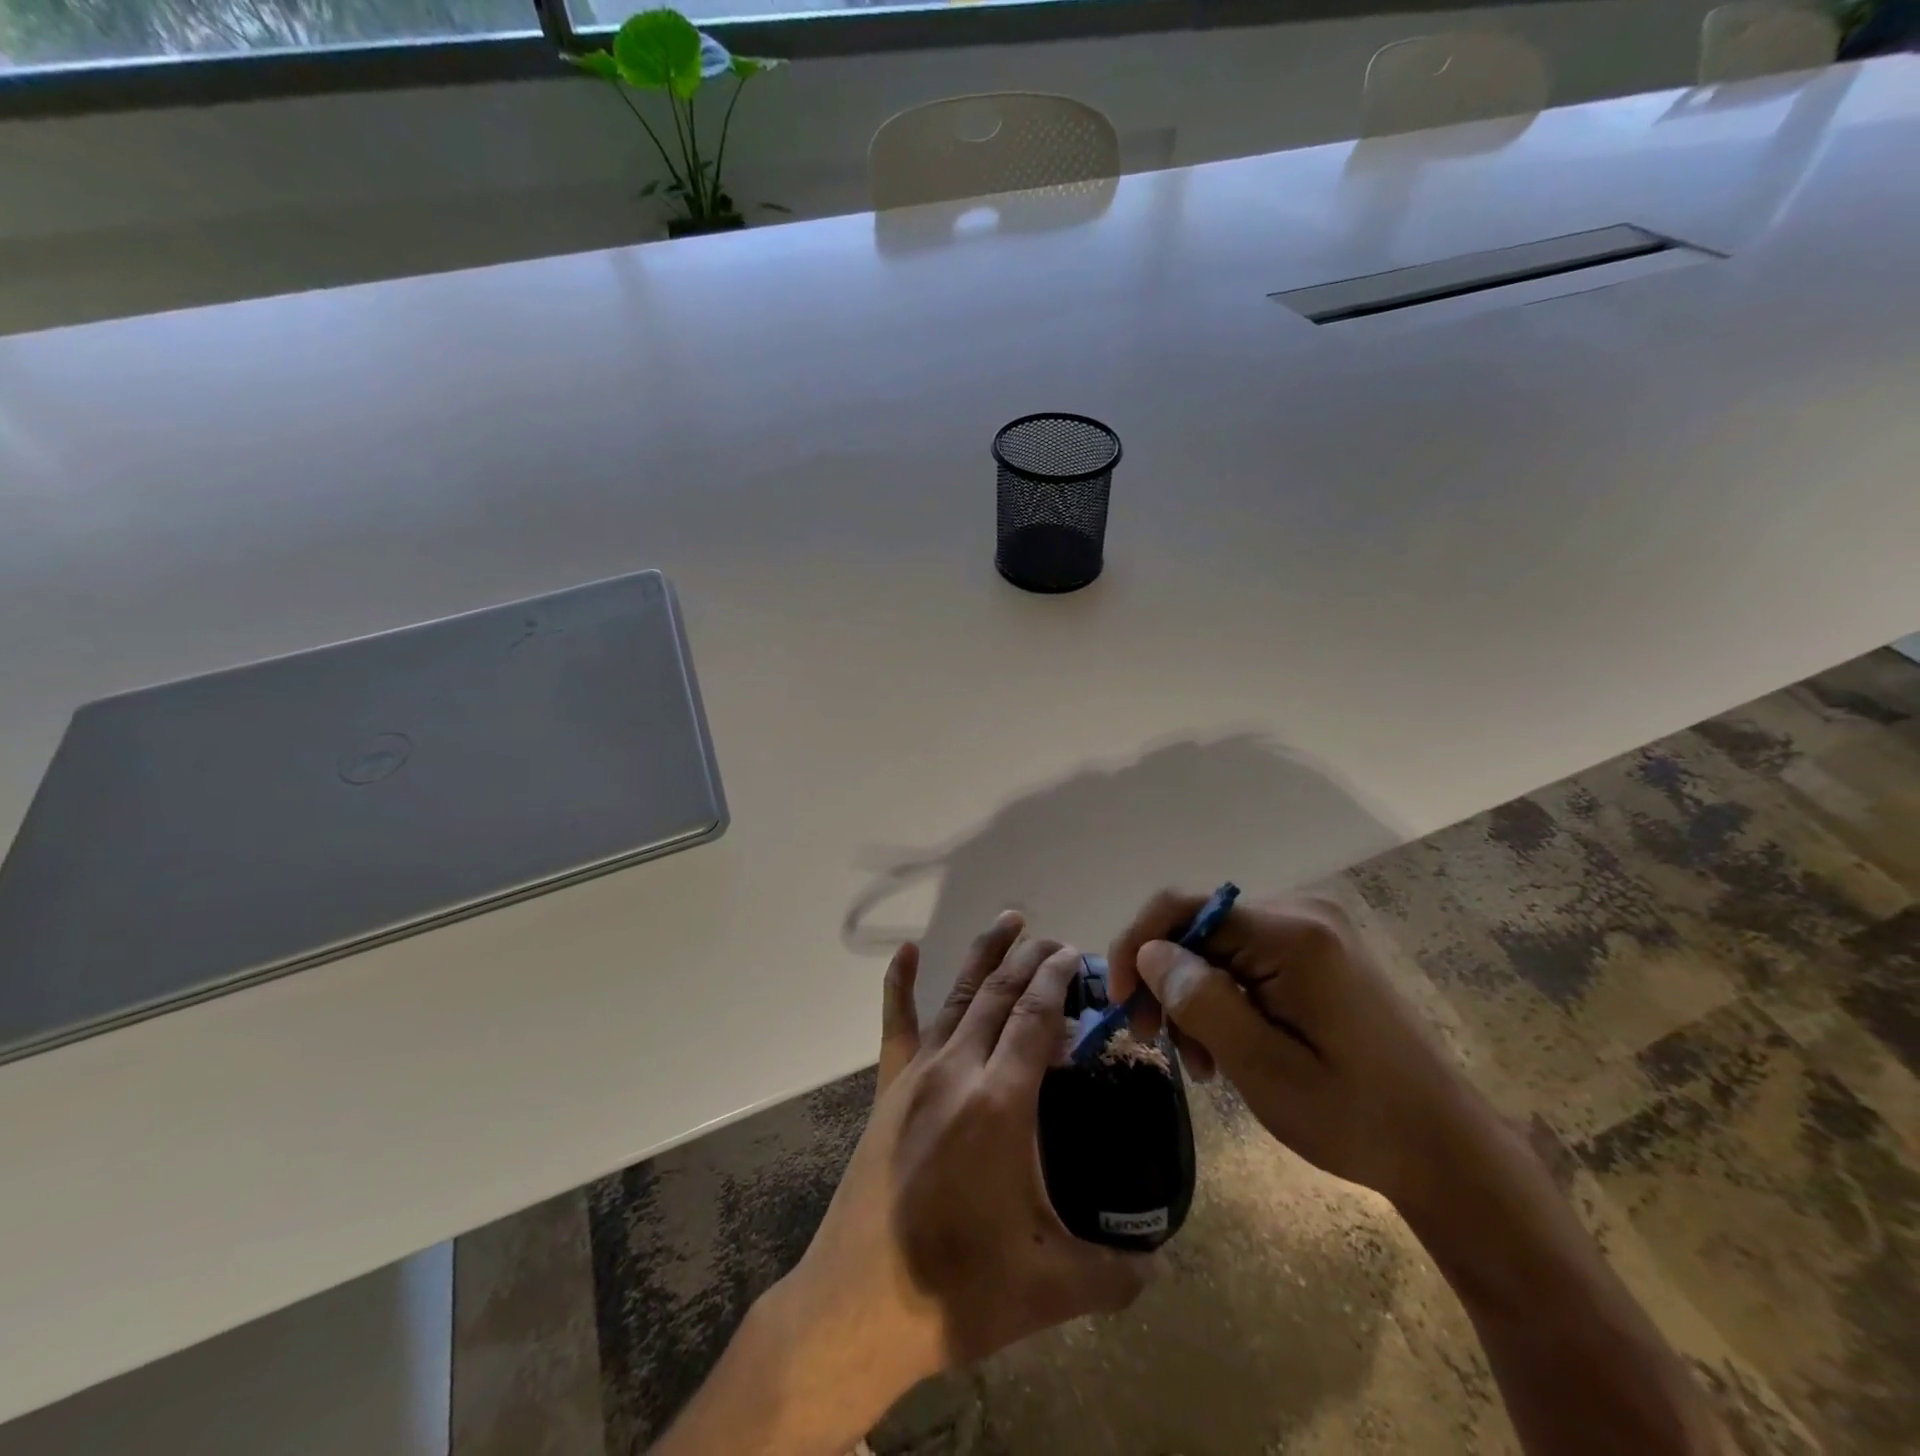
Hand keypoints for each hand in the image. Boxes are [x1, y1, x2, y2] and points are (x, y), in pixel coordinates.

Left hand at [767, 913, 1150, 1435]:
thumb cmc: (956, 1290)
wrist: (857, 1306)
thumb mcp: (1050, 1288)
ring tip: (1009, 921)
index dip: (1058, 980)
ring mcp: (918, 1074)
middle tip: (1056, 941)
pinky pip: (896, 1023)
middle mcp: (958, 1070)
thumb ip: (1115, 1274)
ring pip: (958, 995)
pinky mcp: (889, 1088)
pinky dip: (901, 982)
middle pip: (1000, 994)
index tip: (1076, 955)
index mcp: (1000, 1102)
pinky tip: (907, 952)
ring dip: (986, 955)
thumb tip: (1161, 1264)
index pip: (1036, 1017)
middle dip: (1031, 960)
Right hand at [1107, 890, 1491, 1217]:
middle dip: (1165, 981)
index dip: (1136, 945)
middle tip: (1155, 1043)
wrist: (1447, 1150)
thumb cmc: (1357, 1119)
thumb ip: (1202, 1003)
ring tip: (1200, 1064)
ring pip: (1216, 945)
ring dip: (1193, 996)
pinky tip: (1227, 1045)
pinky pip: (1245, 958)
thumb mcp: (1266, 1071)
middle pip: (1198, 926)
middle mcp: (1301, 913)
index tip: (1118, 1002)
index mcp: (1293, 934)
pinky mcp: (1318, 950)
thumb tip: (1149, 953)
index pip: (1183, 906)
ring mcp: (1313, 929)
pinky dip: (1223, 997)